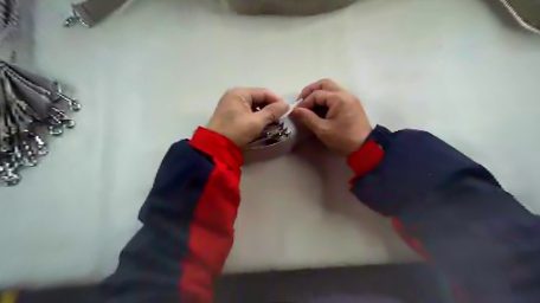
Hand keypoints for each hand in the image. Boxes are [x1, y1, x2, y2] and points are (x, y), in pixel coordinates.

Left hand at [207, 87, 290, 148]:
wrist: (216, 147)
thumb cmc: (236, 131)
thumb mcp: (256, 122)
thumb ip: (272, 112)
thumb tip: (287, 105)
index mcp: (240, 93)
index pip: (264, 92)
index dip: (277, 100)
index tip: (287, 109)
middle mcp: (235, 95)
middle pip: (259, 98)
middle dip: (271, 106)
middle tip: (281, 117)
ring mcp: (232, 104)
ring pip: (254, 105)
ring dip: (264, 112)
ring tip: (274, 121)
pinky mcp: (231, 114)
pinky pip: (248, 111)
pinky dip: (257, 116)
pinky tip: (263, 123)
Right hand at [291, 79, 371, 154]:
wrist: (365, 147)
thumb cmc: (343, 139)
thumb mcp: (322, 129)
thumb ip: (307, 118)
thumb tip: (294, 110)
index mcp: (338, 98)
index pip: (316, 94)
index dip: (305, 102)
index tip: (297, 112)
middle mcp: (345, 94)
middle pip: (324, 84)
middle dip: (310, 91)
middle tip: (301, 101)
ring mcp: (350, 98)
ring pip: (331, 88)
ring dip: (318, 94)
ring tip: (309, 106)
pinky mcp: (351, 104)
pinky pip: (336, 96)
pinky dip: (326, 99)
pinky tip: (319, 110)